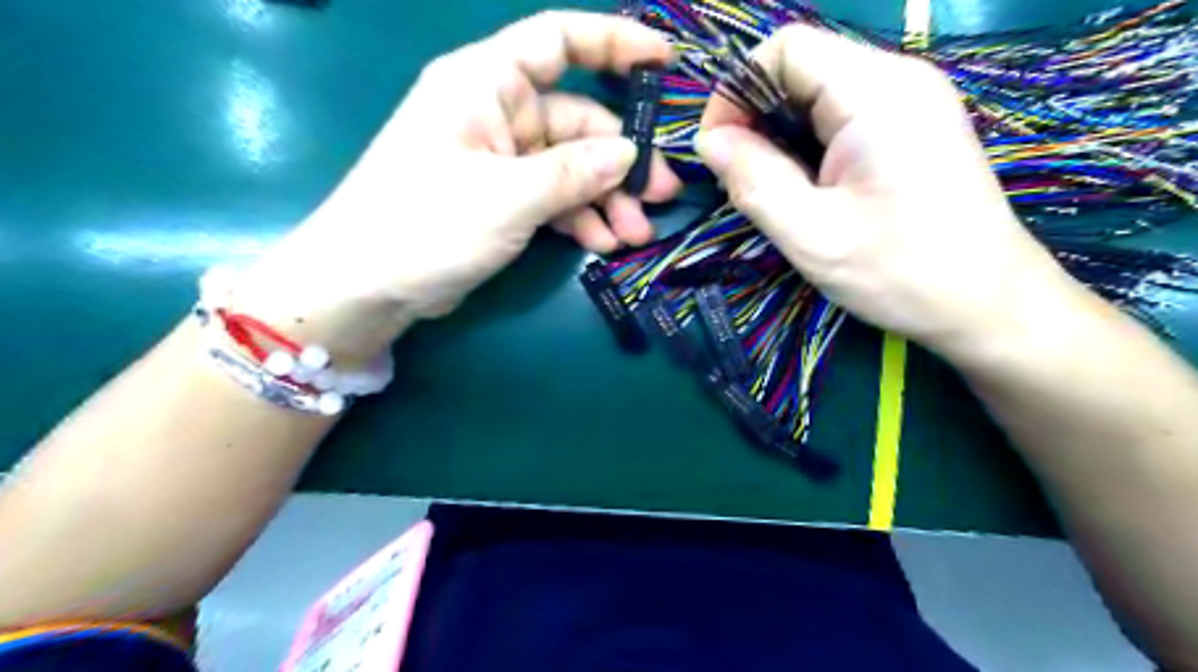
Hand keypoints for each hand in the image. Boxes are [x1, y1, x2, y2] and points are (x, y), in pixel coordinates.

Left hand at [239, 11, 676, 362]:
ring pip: (571, 167)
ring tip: (635, 235)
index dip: (616, 43)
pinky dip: (579, 218)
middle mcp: (496, 113)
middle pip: (578, 122)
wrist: (366, 285)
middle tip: (661, 197)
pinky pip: (553, 198)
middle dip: (621, 162)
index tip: (665, 62)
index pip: (560, 41)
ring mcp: (500, 160)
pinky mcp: (501, 199)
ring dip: (606, 199)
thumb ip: (573, 172)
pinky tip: (602, 244)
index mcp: (486, 83)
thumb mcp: (507, 197)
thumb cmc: (425, 225)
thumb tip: (629, 154)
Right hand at [693, 26, 1077, 364]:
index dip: (737, 90)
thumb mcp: (811, 235)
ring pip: (817, 94)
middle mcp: (897, 80)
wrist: (986, 304)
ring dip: (779, 135)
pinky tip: (806, 188)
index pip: (786, 48)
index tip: (718, 149)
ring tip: (772, 190)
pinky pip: (840, 116)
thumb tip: (710, 141)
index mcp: (876, 93)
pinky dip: (806, 145)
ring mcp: (909, 102)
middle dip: (756, 117)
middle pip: (801, 68)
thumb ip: (754, 181)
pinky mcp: (910, 127)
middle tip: (741, 179)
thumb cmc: (900, 272)